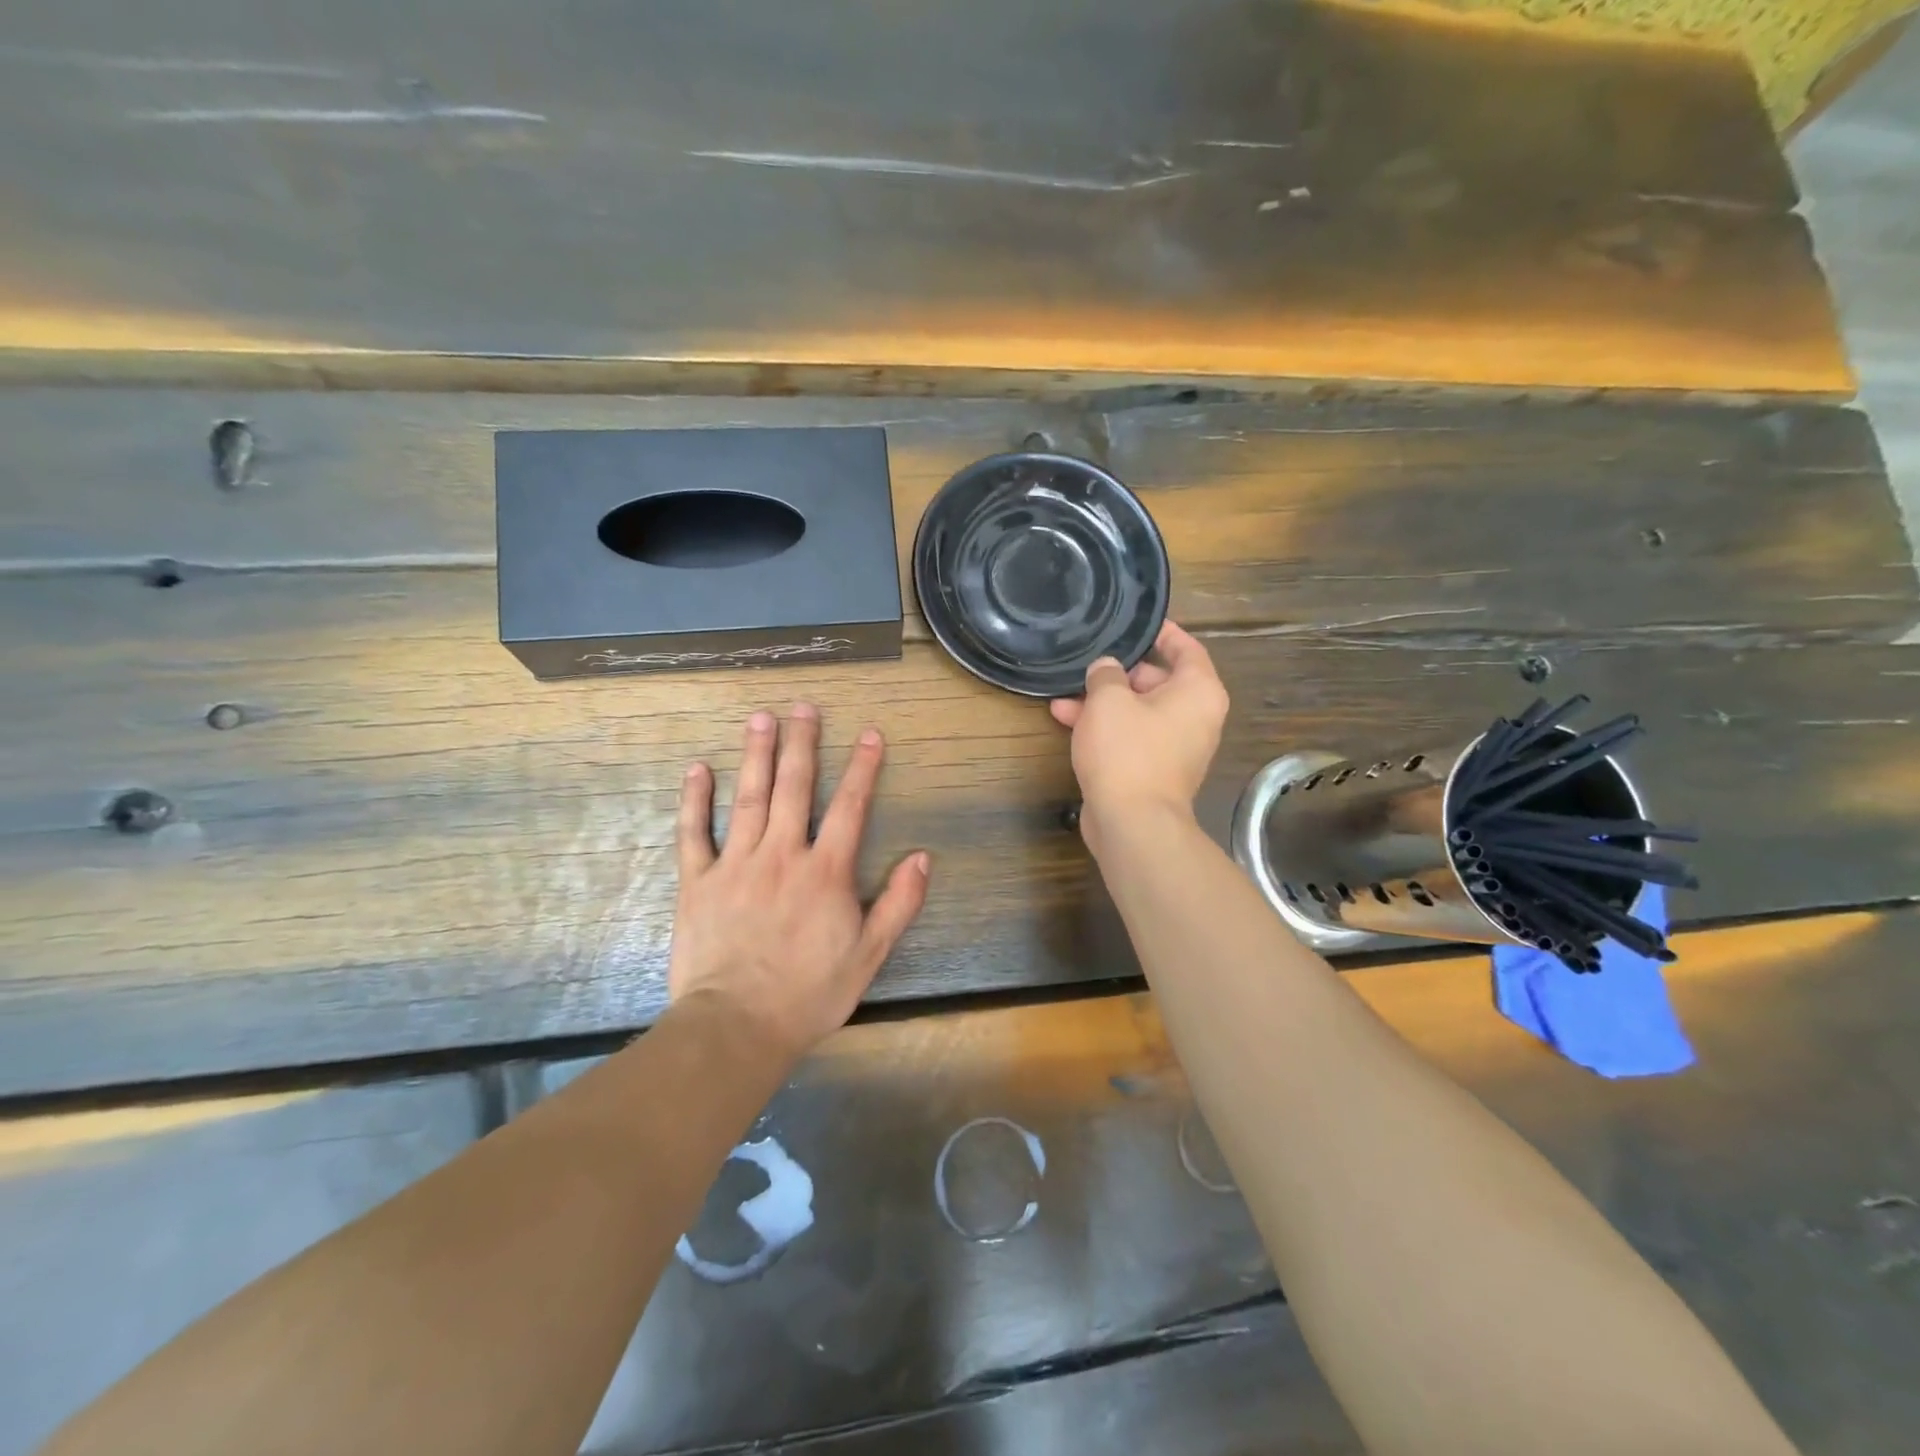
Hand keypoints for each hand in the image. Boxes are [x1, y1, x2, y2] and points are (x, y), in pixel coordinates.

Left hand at [669, 703, 929, 1057]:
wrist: (737, 1026)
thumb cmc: (809, 993)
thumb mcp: (869, 954)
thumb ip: (898, 903)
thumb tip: (922, 857)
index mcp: (825, 871)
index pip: (850, 806)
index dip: (863, 768)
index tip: (870, 734)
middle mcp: (781, 854)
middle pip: (794, 787)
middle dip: (802, 743)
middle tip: (803, 707)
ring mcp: (735, 864)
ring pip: (748, 797)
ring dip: (756, 755)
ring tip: (760, 718)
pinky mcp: (697, 882)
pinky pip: (693, 832)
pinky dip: (695, 799)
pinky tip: (698, 769)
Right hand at [1050, 621, 1228, 850]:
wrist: (1132, 822)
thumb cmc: (1127, 751)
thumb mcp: (1108, 700)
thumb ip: (1105, 674)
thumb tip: (1106, 669)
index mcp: (1198, 691)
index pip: (1186, 648)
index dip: (1161, 632)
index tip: (1137, 622)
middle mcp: (1194, 717)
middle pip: (1157, 681)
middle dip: (1117, 673)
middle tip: (1087, 661)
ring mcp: (1174, 746)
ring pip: (1137, 711)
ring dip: (1102, 702)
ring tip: (1064, 694)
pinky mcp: (1153, 769)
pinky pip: (1130, 737)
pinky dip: (1105, 728)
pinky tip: (1067, 720)